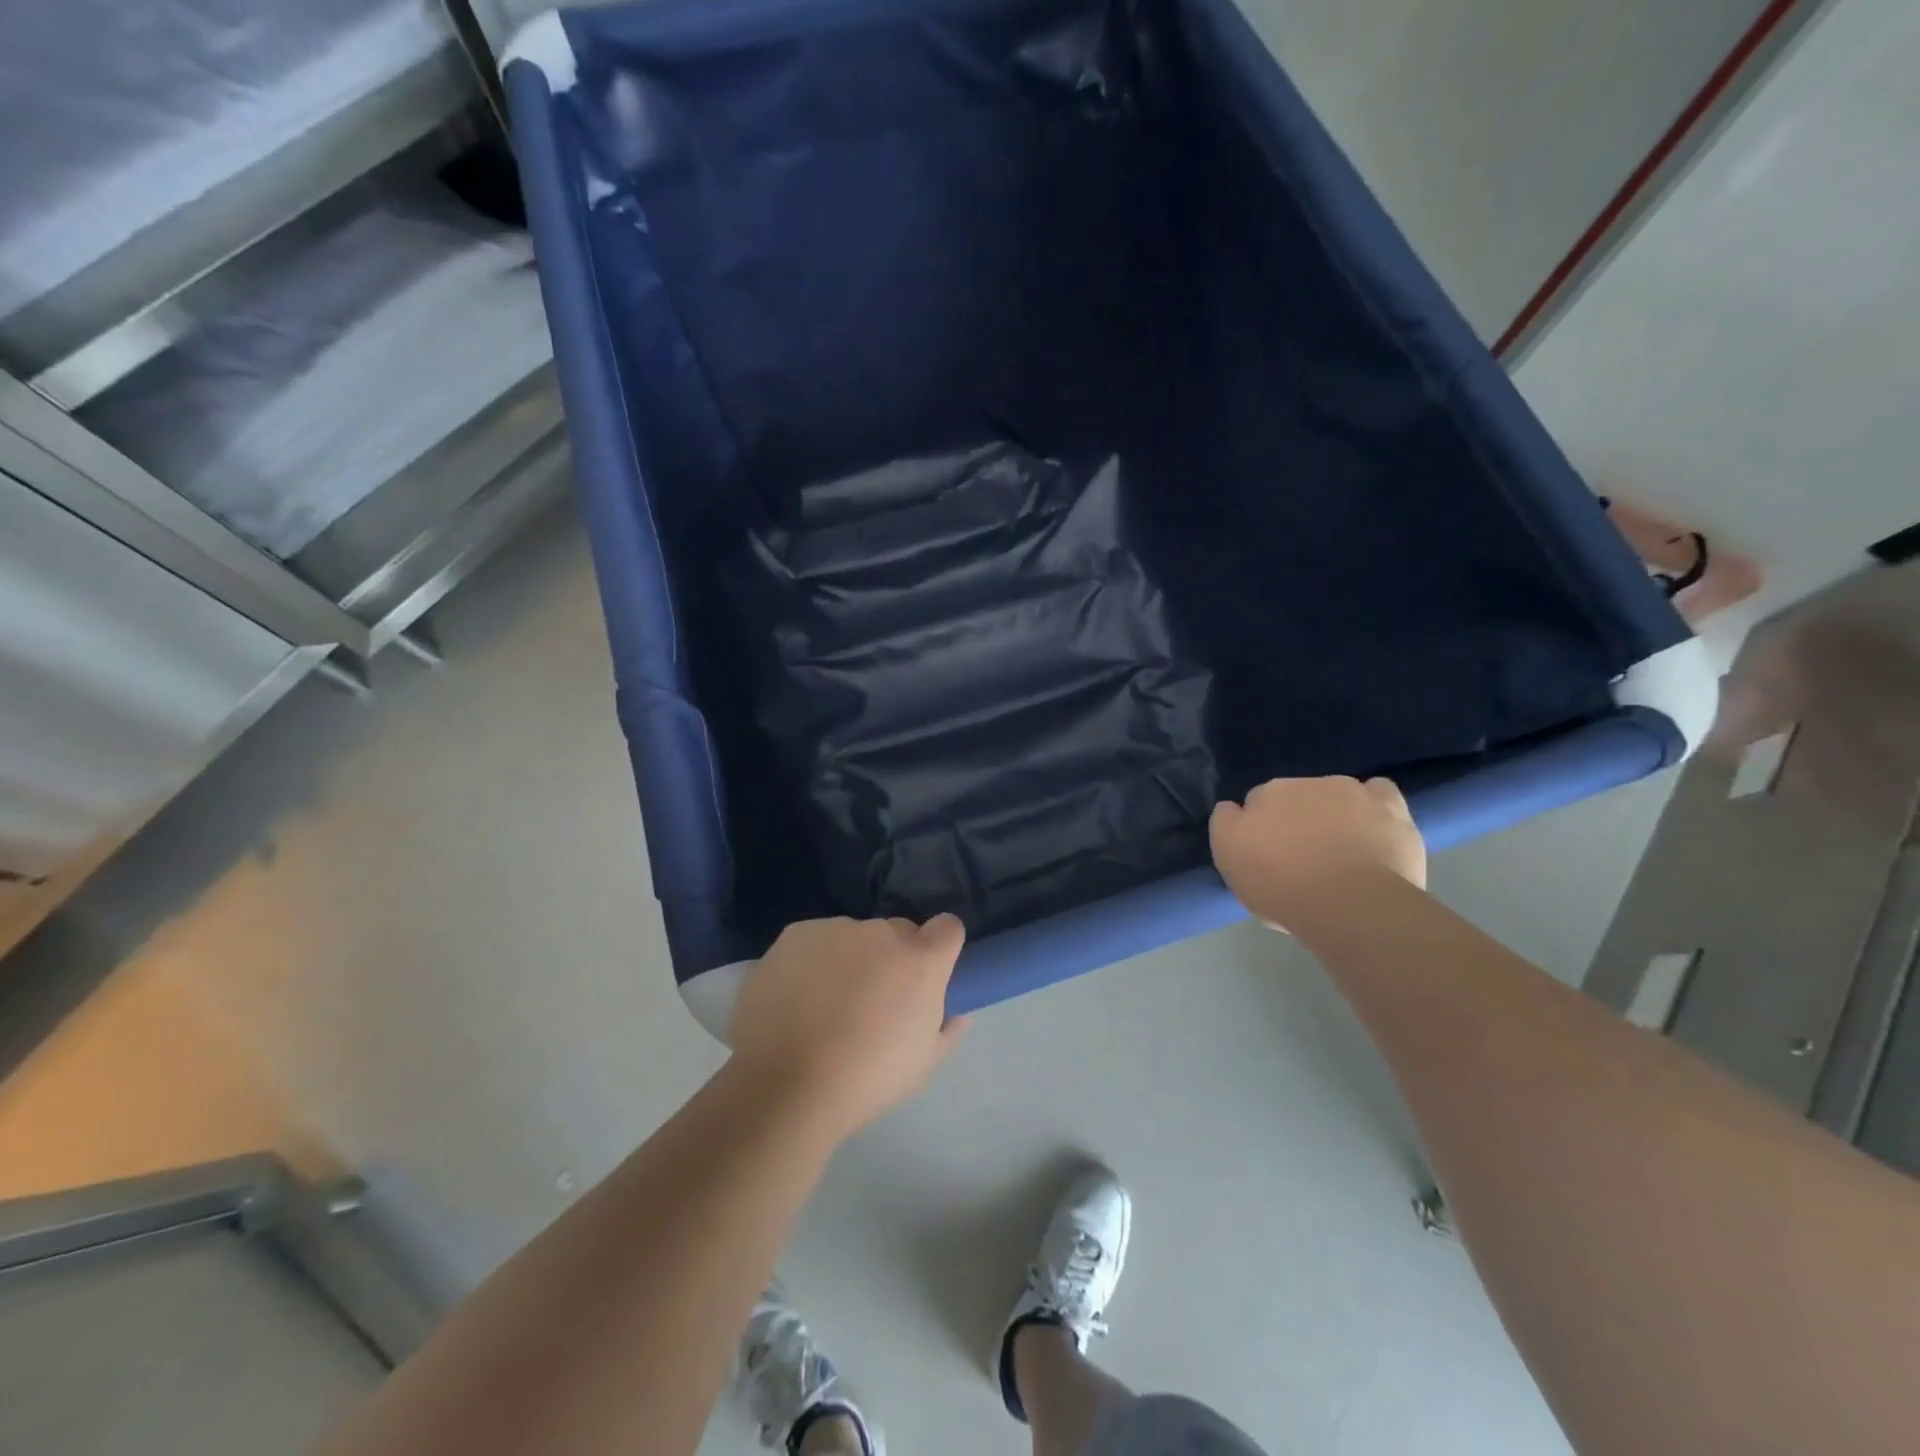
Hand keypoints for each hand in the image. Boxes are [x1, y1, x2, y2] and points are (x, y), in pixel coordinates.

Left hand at [728, 915, 968, 1135]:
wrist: (782, 1085)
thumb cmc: (865, 1081)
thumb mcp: (922, 1065)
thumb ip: (947, 1028)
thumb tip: (959, 1011)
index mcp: (920, 960)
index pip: (948, 927)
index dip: (940, 949)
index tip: (927, 974)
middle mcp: (881, 932)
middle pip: (897, 932)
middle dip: (893, 958)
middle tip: (873, 1000)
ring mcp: (835, 929)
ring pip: (854, 936)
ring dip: (851, 958)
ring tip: (826, 1003)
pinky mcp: (795, 934)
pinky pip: (816, 941)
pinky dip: (814, 961)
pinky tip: (796, 997)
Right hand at [1210, 777, 1426, 931]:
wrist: (1350, 904)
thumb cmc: (1282, 887)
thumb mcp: (1230, 861)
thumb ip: (1225, 825)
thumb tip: (1232, 808)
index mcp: (1263, 795)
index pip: (1257, 804)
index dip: (1261, 830)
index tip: (1268, 857)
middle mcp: (1303, 783)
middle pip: (1295, 797)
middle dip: (1297, 820)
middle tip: (1303, 860)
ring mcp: (1348, 791)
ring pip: (1334, 796)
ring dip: (1333, 815)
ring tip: (1342, 854)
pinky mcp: (1389, 806)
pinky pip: (1378, 792)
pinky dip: (1374, 806)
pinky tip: (1374, 828)